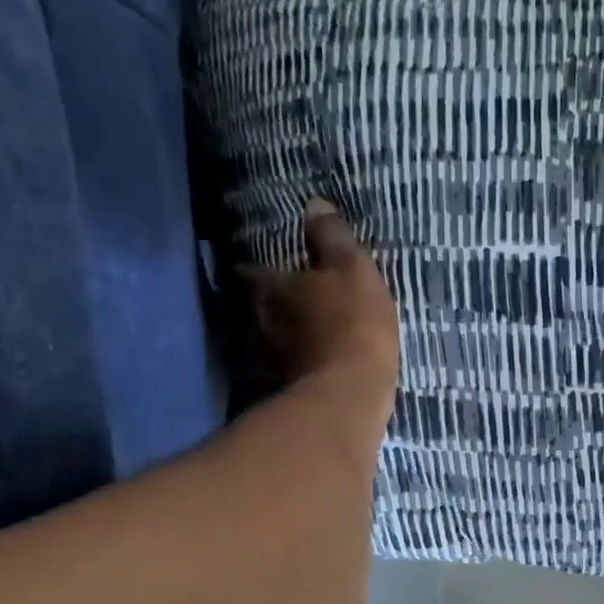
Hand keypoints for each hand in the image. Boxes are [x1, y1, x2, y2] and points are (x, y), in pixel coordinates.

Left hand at [245, 198, 399, 429]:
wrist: (348, 398)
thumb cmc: (351, 326)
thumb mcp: (352, 271)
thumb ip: (332, 239)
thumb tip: (314, 205)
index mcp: (270, 289)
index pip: (251, 272)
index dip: (259, 269)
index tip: (267, 268)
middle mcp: (258, 324)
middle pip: (258, 309)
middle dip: (272, 305)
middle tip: (291, 301)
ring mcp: (267, 364)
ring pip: (270, 343)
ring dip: (283, 339)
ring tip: (304, 336)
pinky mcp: (284, 394)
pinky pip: (287, 373)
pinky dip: (296, 368)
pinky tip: (312, 369)